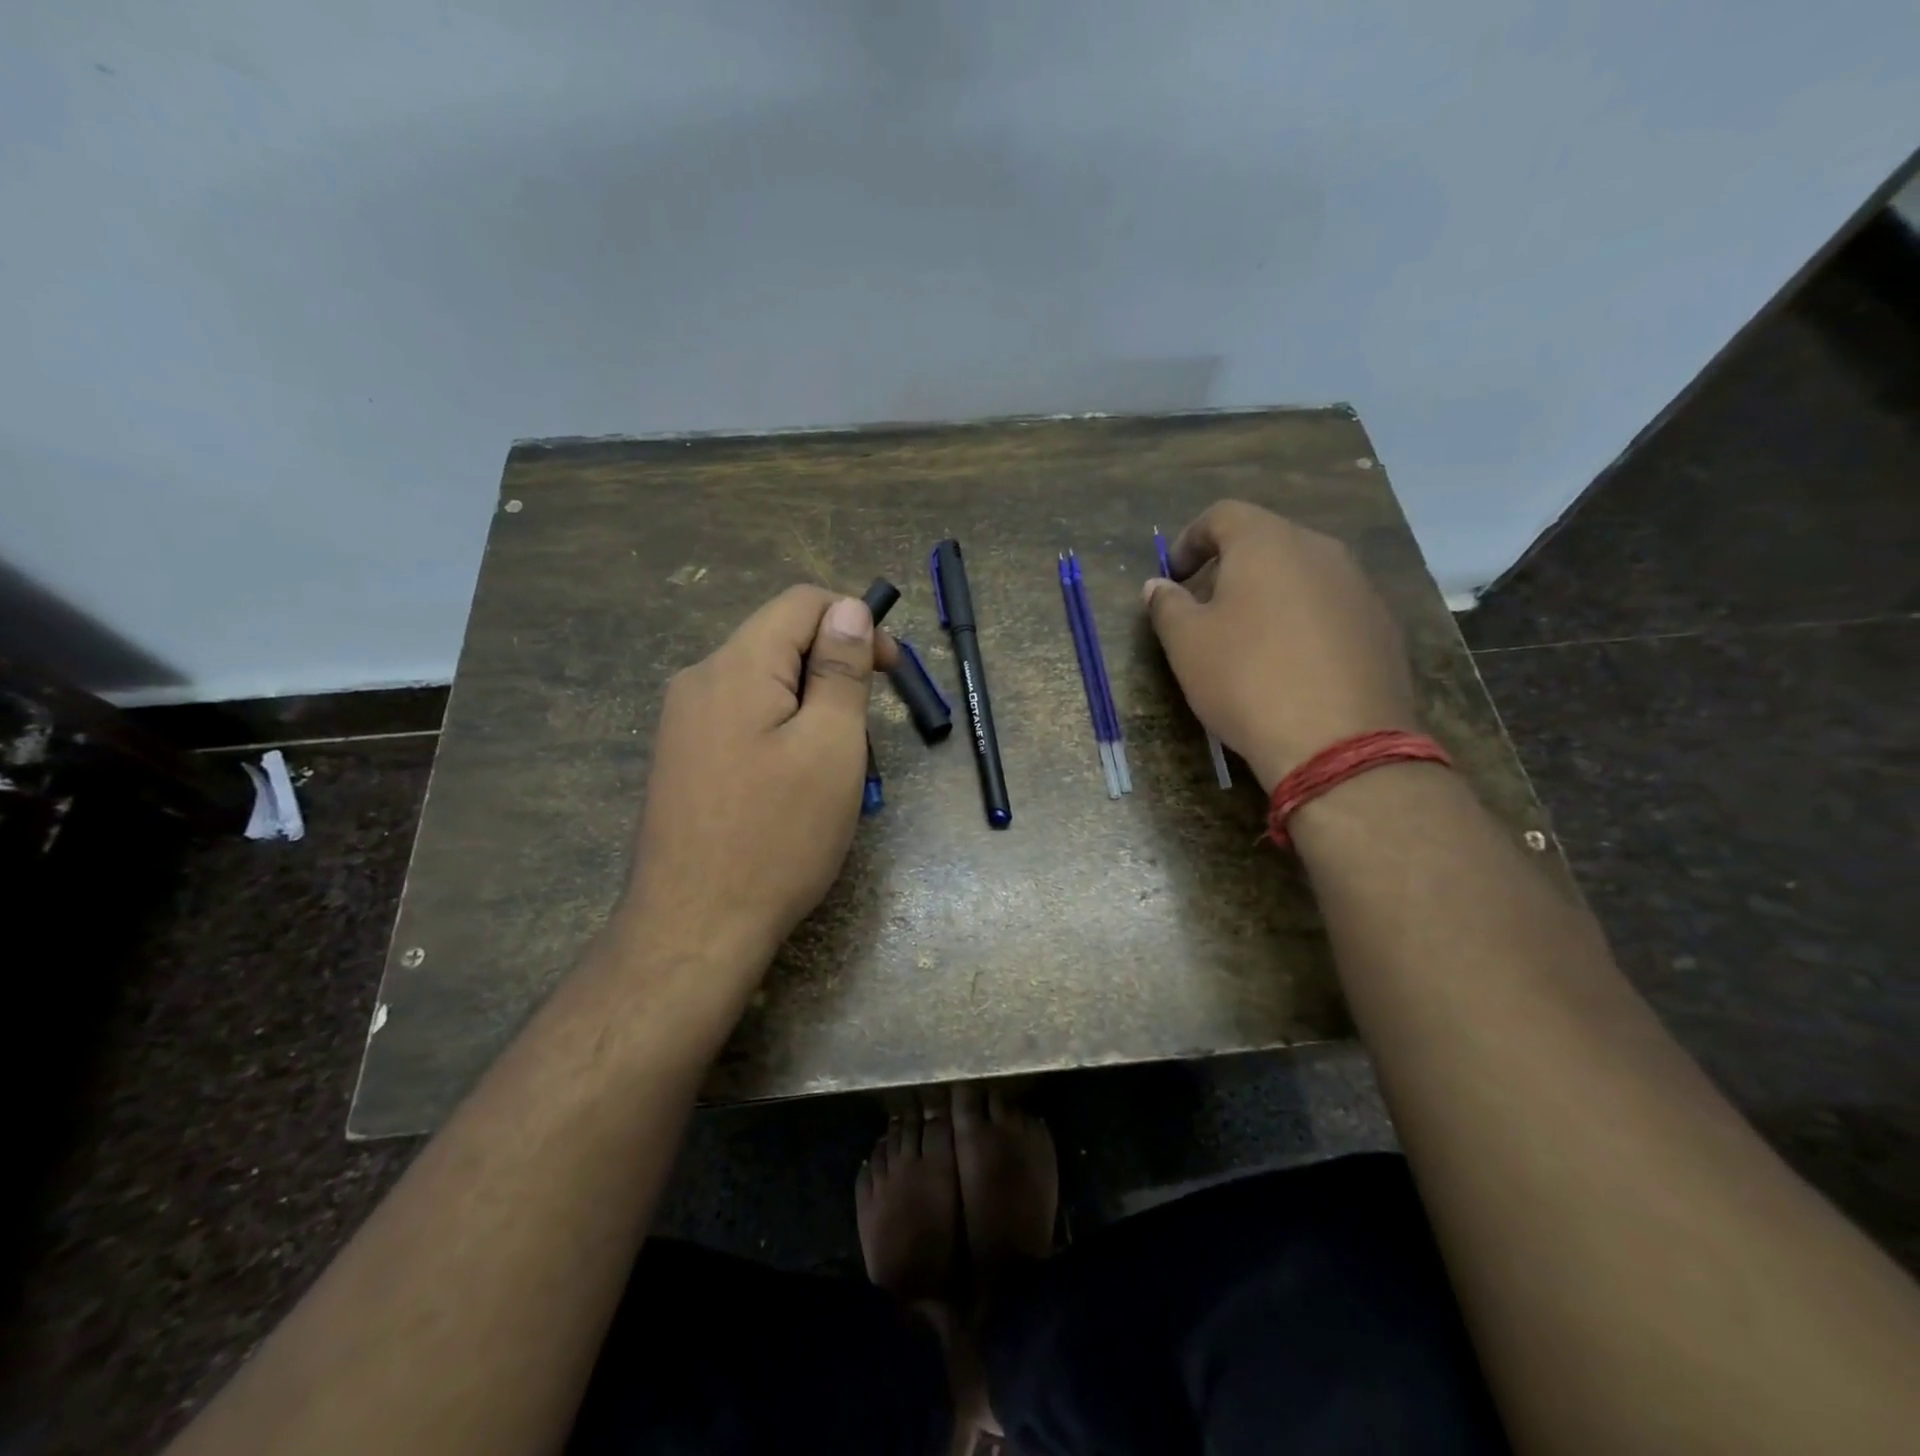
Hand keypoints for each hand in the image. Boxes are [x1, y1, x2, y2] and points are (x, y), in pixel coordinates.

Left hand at [620, 586, 898, 987]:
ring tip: (836, 770)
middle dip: (834, 672)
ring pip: (765, 686)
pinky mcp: (682, 759)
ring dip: (812, 710)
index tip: (889, 671)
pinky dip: (782, 734)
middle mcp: (699, 681)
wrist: (694, 929)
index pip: (801, 603)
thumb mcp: (830, 747)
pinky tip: (795, 786)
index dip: (855, 622)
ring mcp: (683, 723)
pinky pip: (743, 721)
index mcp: (735, 667)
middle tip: (867, 732)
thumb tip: (850, 609)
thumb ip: (841, 670)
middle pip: (780, 643)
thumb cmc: (777, 836)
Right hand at [1143, 501, 1417, 789]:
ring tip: (1250, 639)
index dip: (1190, 539)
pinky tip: (1292, 665)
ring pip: (1303, 574)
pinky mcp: (1383, 626)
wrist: (1337, 741)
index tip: (1173, 576)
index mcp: (1267, 543)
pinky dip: (1304, 621)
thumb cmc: (1246, 679)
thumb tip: (1158, 586)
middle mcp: (1320, 550)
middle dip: (1231, 567)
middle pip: (1267, 541)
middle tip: (1206, 608)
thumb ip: (1167, 605)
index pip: (1223, 515)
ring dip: (1270, 594)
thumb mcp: (1186, 644)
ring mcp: (1359, 587)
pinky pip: (1331, 608)